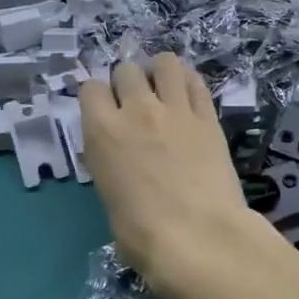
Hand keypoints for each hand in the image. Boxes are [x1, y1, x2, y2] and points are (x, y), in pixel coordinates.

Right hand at [80, 54, 257, 286]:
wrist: (199, 236)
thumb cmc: (144, 235)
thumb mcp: (110, 199)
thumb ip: (113, 167)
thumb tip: (124, 166)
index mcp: (102, 132)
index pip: (90, 88)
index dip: (97, 98)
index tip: (105, 111)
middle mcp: (136, 110)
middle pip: (126, 70)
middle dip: (128, 82)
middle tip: (136, 104)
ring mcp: (176, 110)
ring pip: (165, 63)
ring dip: (160, 72)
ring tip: (164, 89)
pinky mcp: (208, 117)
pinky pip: (196, 82)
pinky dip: (189, 83)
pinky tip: (189, 95)